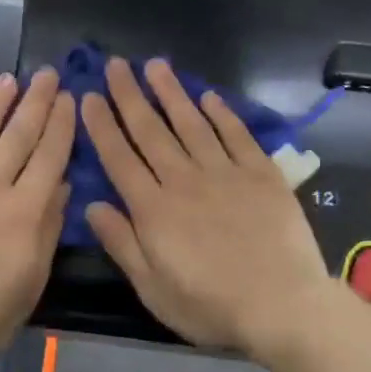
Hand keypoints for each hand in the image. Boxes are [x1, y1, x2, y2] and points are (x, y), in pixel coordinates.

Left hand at [0, 69, 74, 371]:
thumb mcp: (32, 281)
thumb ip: (48, 228)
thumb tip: (62, 183)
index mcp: (23, 212)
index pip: (50, 155)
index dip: (62, 124)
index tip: (71, 97)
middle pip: (18, 134)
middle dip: (37, 101)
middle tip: (48, 73)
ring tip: (11, 79)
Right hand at [80, 57, 340, 360]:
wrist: (282, 305)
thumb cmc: (210, 306)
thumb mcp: (153, 288)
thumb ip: (122, 244)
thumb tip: (92, 206)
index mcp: (153, 209)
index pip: (119, 158)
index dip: (101, 125)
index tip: (88, 97)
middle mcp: (184, 180)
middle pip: (151, 131)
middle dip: (129, 96)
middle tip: (115, 65)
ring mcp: (225, 172)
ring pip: (191, 123)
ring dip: (171, 92)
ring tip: (155, 65)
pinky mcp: (261, 173)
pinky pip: (236, 135)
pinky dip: (221, 113)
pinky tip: (208, 96)